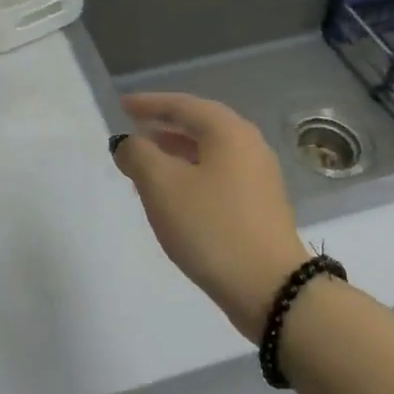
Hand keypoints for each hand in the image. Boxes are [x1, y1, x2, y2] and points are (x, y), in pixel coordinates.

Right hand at [112, 92, 308, 341]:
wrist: (271, 289)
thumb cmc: (211, 227)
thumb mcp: (162, 186)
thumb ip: (138, 154)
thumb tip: (128, 142)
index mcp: (228, 131)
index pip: (182, 105)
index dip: (149, 104)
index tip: (122, 105)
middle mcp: (248, 144)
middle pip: (199, 125)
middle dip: (163, 127)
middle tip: (133, 131)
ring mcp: (259, 176)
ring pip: (209, 152)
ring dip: (175, 153)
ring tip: (146, 164)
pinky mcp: (260, 205)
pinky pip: (218, 175)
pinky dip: (192, 174)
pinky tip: (174, 195)